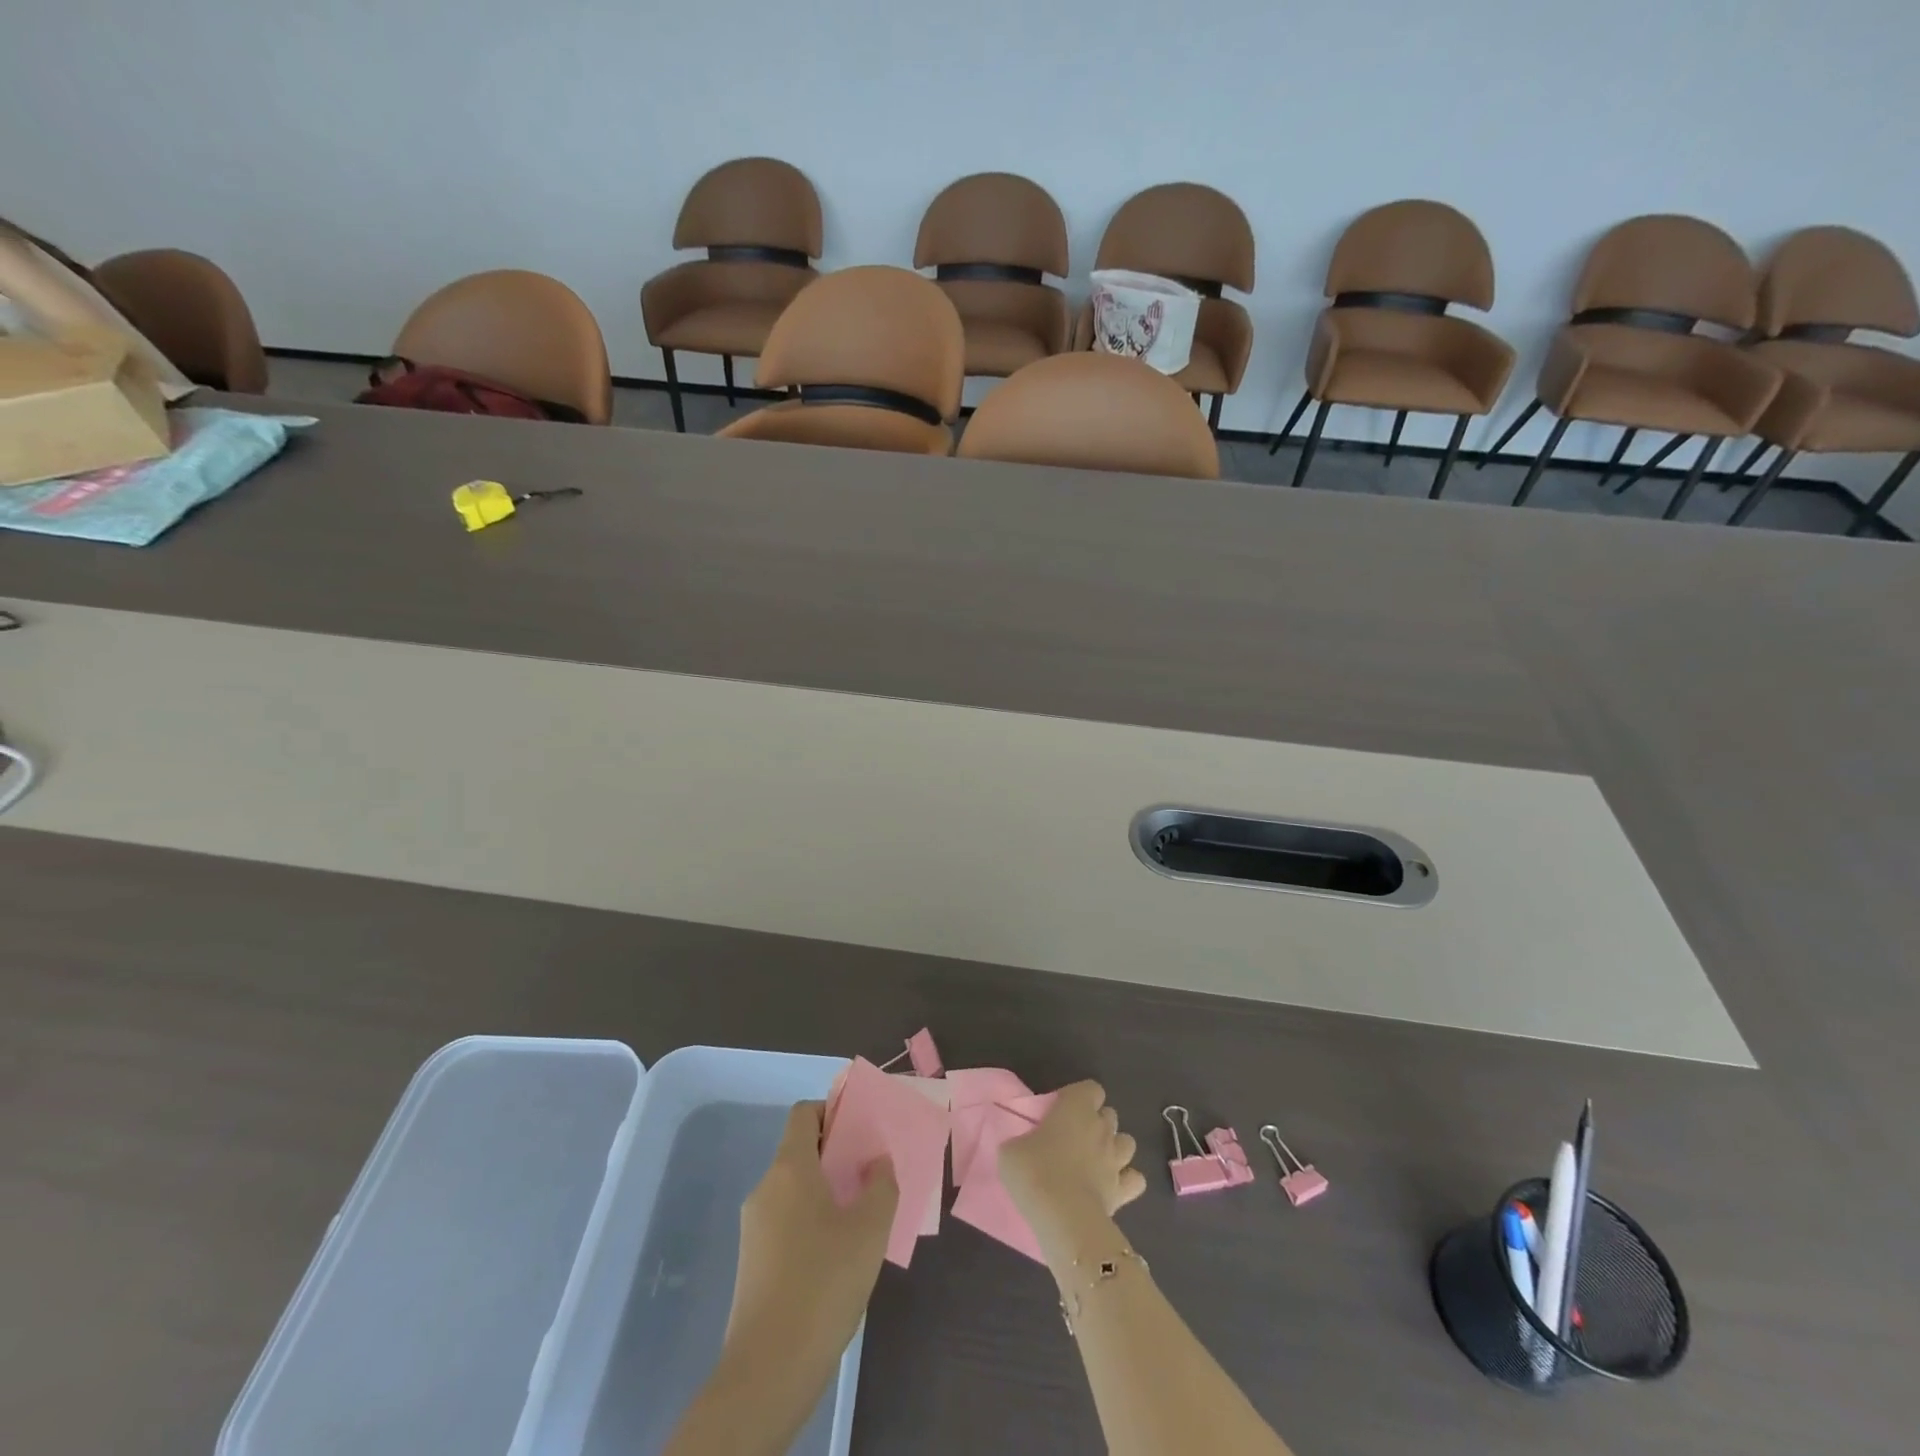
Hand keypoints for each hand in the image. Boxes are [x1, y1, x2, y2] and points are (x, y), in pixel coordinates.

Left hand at [724, 1101, 897, 1381]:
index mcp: (789, 1168)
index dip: (832, 1112)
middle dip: (835, 1157)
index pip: (804, 1114)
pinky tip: (837, 1257)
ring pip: (794, 1189)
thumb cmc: (823, 1283)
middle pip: (800, 1151)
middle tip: (870, 1176)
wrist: (768, 1370)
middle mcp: (766, 1188)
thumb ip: (881, 1184)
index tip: (861, 1132)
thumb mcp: (870, 1229)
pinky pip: (786, 1221)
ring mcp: (754, 1226)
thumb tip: (877, 1162)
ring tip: (860, 1219)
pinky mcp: (752, 1261)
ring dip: (825, 1193)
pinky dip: (811, 1222)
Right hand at [1000, 1081, 1145, 1254]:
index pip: (1091, 1088)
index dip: (1080, 1097)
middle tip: (1075, 1138)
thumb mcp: (1011, 1150)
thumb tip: (1022, 1146)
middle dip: (1097, 1122)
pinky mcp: (1124, 1190)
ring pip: (1127, 1142)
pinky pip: (1135, 1179)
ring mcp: (1116, 1159)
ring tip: (1096, 1161)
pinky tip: (1112, 1186)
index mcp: (1076, 1107)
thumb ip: (1021, 1141)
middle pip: (1110, 1114)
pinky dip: (1127, 1180)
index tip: (1062, 1112)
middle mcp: (1101, 1127)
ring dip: (1114, 1148)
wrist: (1063, 1218)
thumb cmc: (1035, 1172)